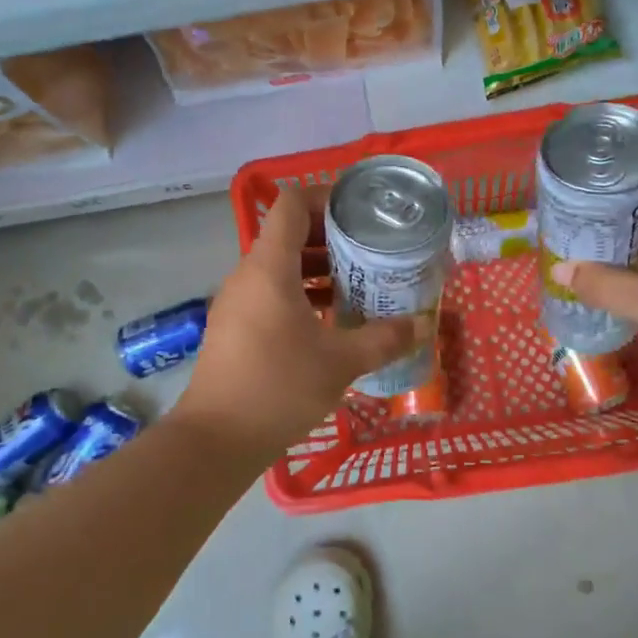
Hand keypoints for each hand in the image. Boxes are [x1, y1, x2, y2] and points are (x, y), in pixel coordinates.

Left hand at [173, 188, 417, 460]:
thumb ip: (383, 339)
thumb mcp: (340, 362)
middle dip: (331, 237)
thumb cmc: (278, 387)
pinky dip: (302, 293)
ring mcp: (238, 301)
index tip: (361, 214)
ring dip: (318, 268)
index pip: (291, 204)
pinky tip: (332, 320)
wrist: (216, 439)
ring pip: (281, 266)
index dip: (326, 197)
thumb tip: (421, 326)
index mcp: (269, 267)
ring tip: (360, 283)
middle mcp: (249, 274)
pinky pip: (272, 292)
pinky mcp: (236, 326)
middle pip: (289, 233)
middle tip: (371, 250)